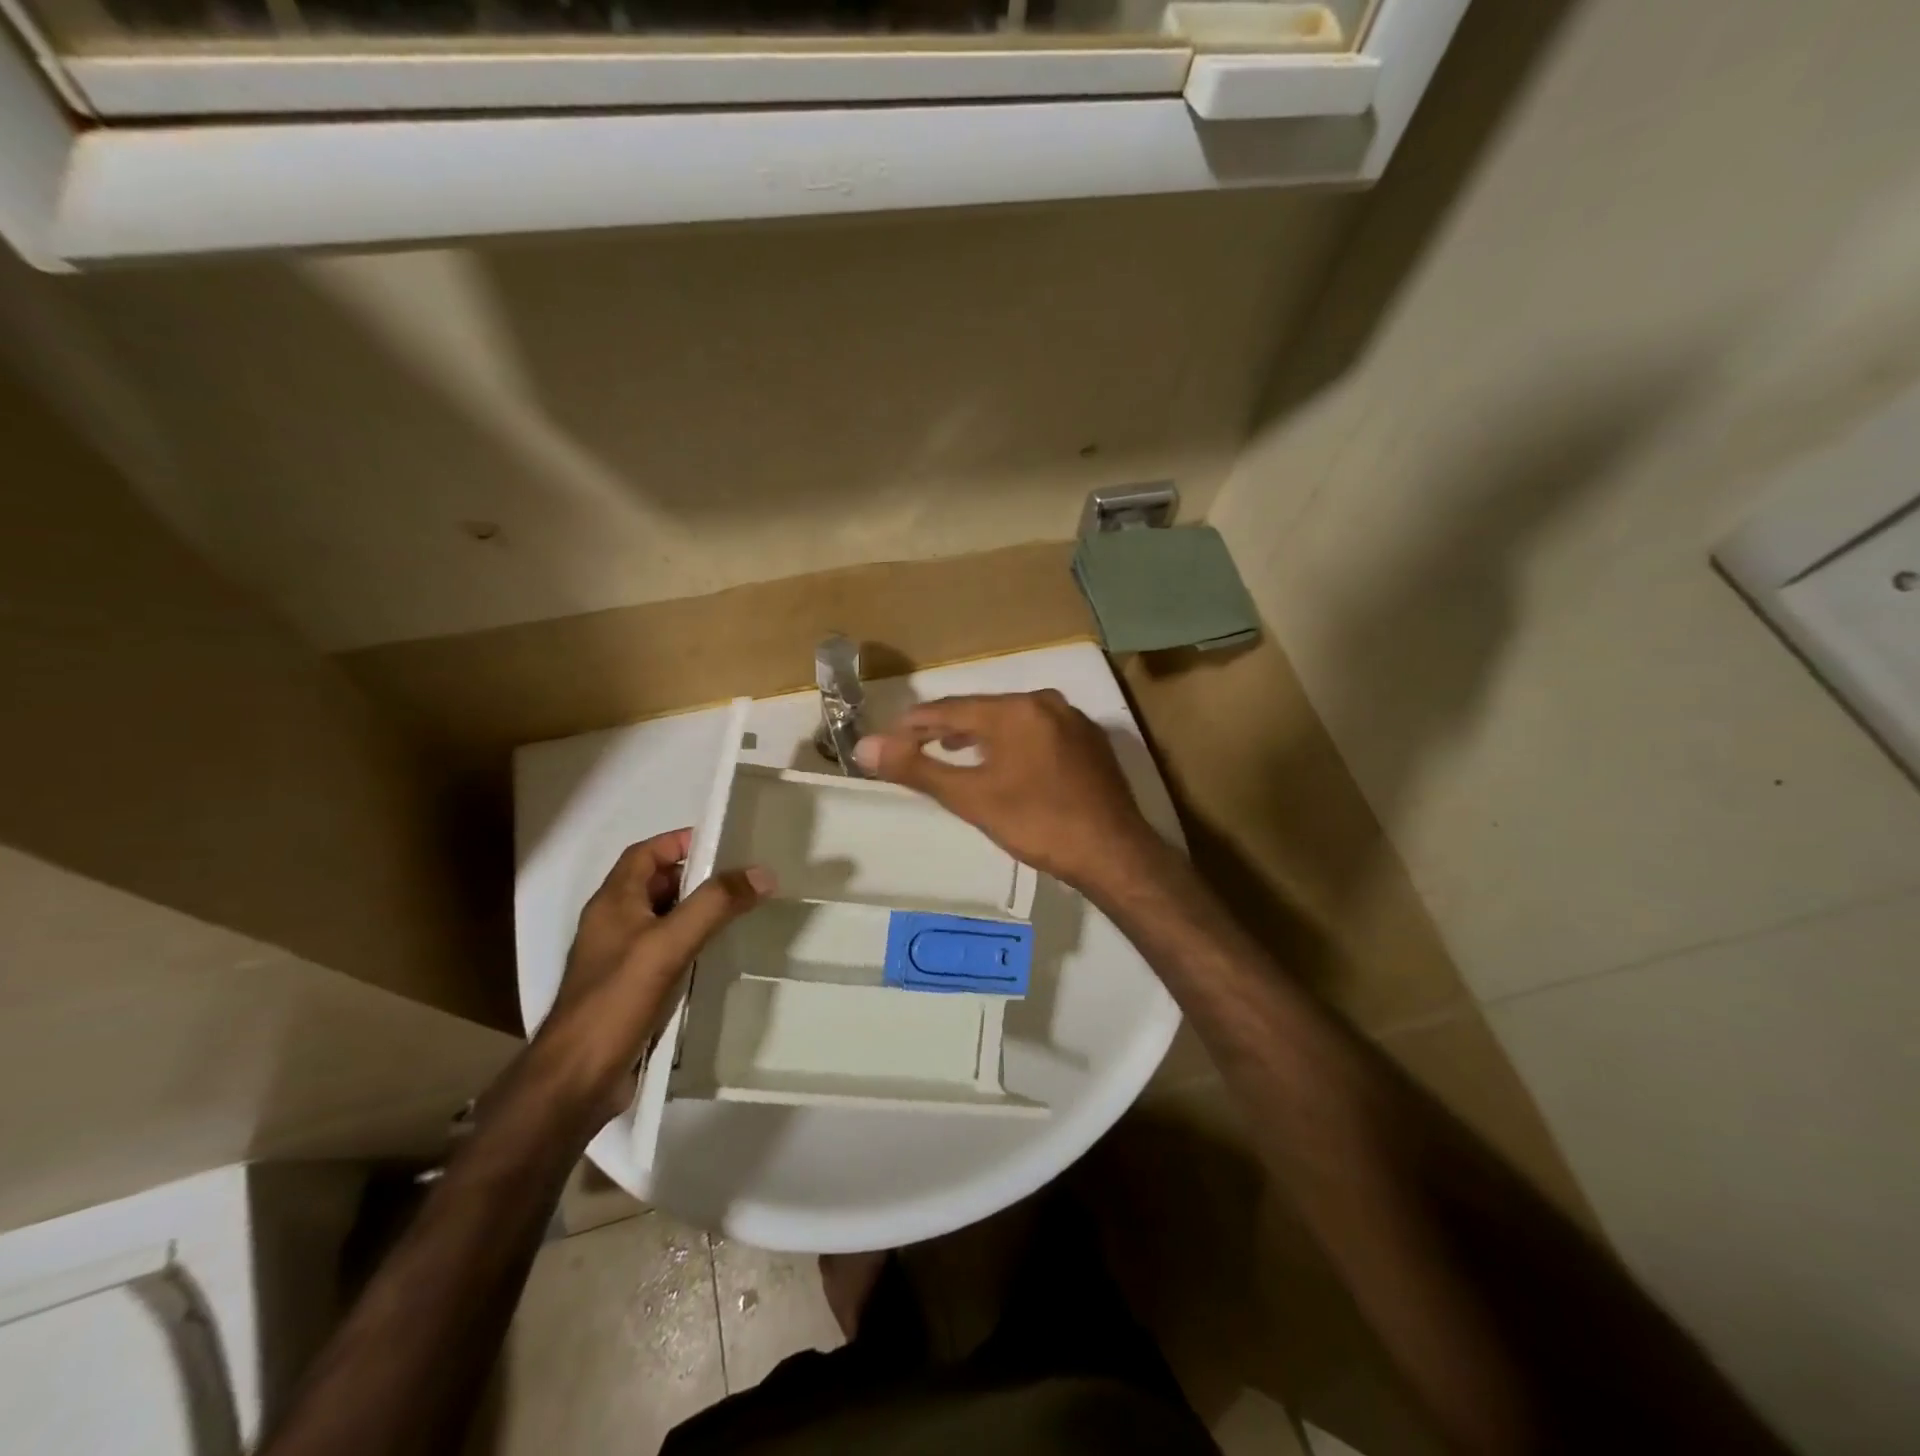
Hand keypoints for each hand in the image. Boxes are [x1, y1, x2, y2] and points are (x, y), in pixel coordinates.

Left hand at [538, 829, 771, 1116]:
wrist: (576, 1079)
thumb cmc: (617, 1000)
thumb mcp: (669, 944)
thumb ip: (714, 905)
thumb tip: (762, 872)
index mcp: (612, 902)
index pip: (644, 853)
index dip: (678, 842)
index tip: (722, 844)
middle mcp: (612, 924)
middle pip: (655, 884)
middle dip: (695, 877)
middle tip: (740, 880)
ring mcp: (618, 959)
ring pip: (661, 920)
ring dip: (695, 912)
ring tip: (738, 914)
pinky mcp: (628, 990)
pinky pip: (663, 953)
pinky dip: (689, 945)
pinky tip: (715, 958)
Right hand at [852, 690, 1164, 895]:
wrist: (1113, 852)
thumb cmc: (1037, 823)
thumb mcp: (971, 797)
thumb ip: (917, 768)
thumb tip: (864, 747)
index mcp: (1015, 709)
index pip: (951, 709)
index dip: (916, 723)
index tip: (890, 736)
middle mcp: (1046, 702)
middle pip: (983, 709)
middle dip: (947, 727)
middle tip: (917, 744)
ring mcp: (1073, 719)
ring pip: (1012, 719)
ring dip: (980, 734)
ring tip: (954, 751)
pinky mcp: (1090, 741)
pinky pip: (1039, 731)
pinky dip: (1013, 742)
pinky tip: (1006, 762)